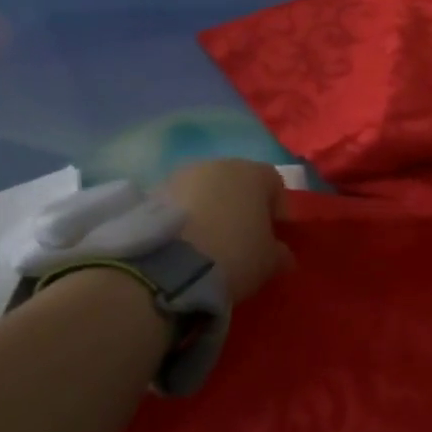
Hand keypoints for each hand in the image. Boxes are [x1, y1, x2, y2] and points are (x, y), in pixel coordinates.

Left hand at [163, 160, 292, 302]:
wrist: (166, 266)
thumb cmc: (233, 254)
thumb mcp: (269, 262)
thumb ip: (279, 253)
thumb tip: (282, 253)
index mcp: (253, 173)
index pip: (275, 183)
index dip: (278, 209)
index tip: (275, 235)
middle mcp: (217, 165)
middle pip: (237, 183)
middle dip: (241, 207)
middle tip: (242, 239)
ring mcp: (180, 176)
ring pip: (204, 191)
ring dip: (210, 210)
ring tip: (208, 243)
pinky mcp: (150, 194)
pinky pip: (178, 204)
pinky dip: (184, 219)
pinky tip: (185, 245)